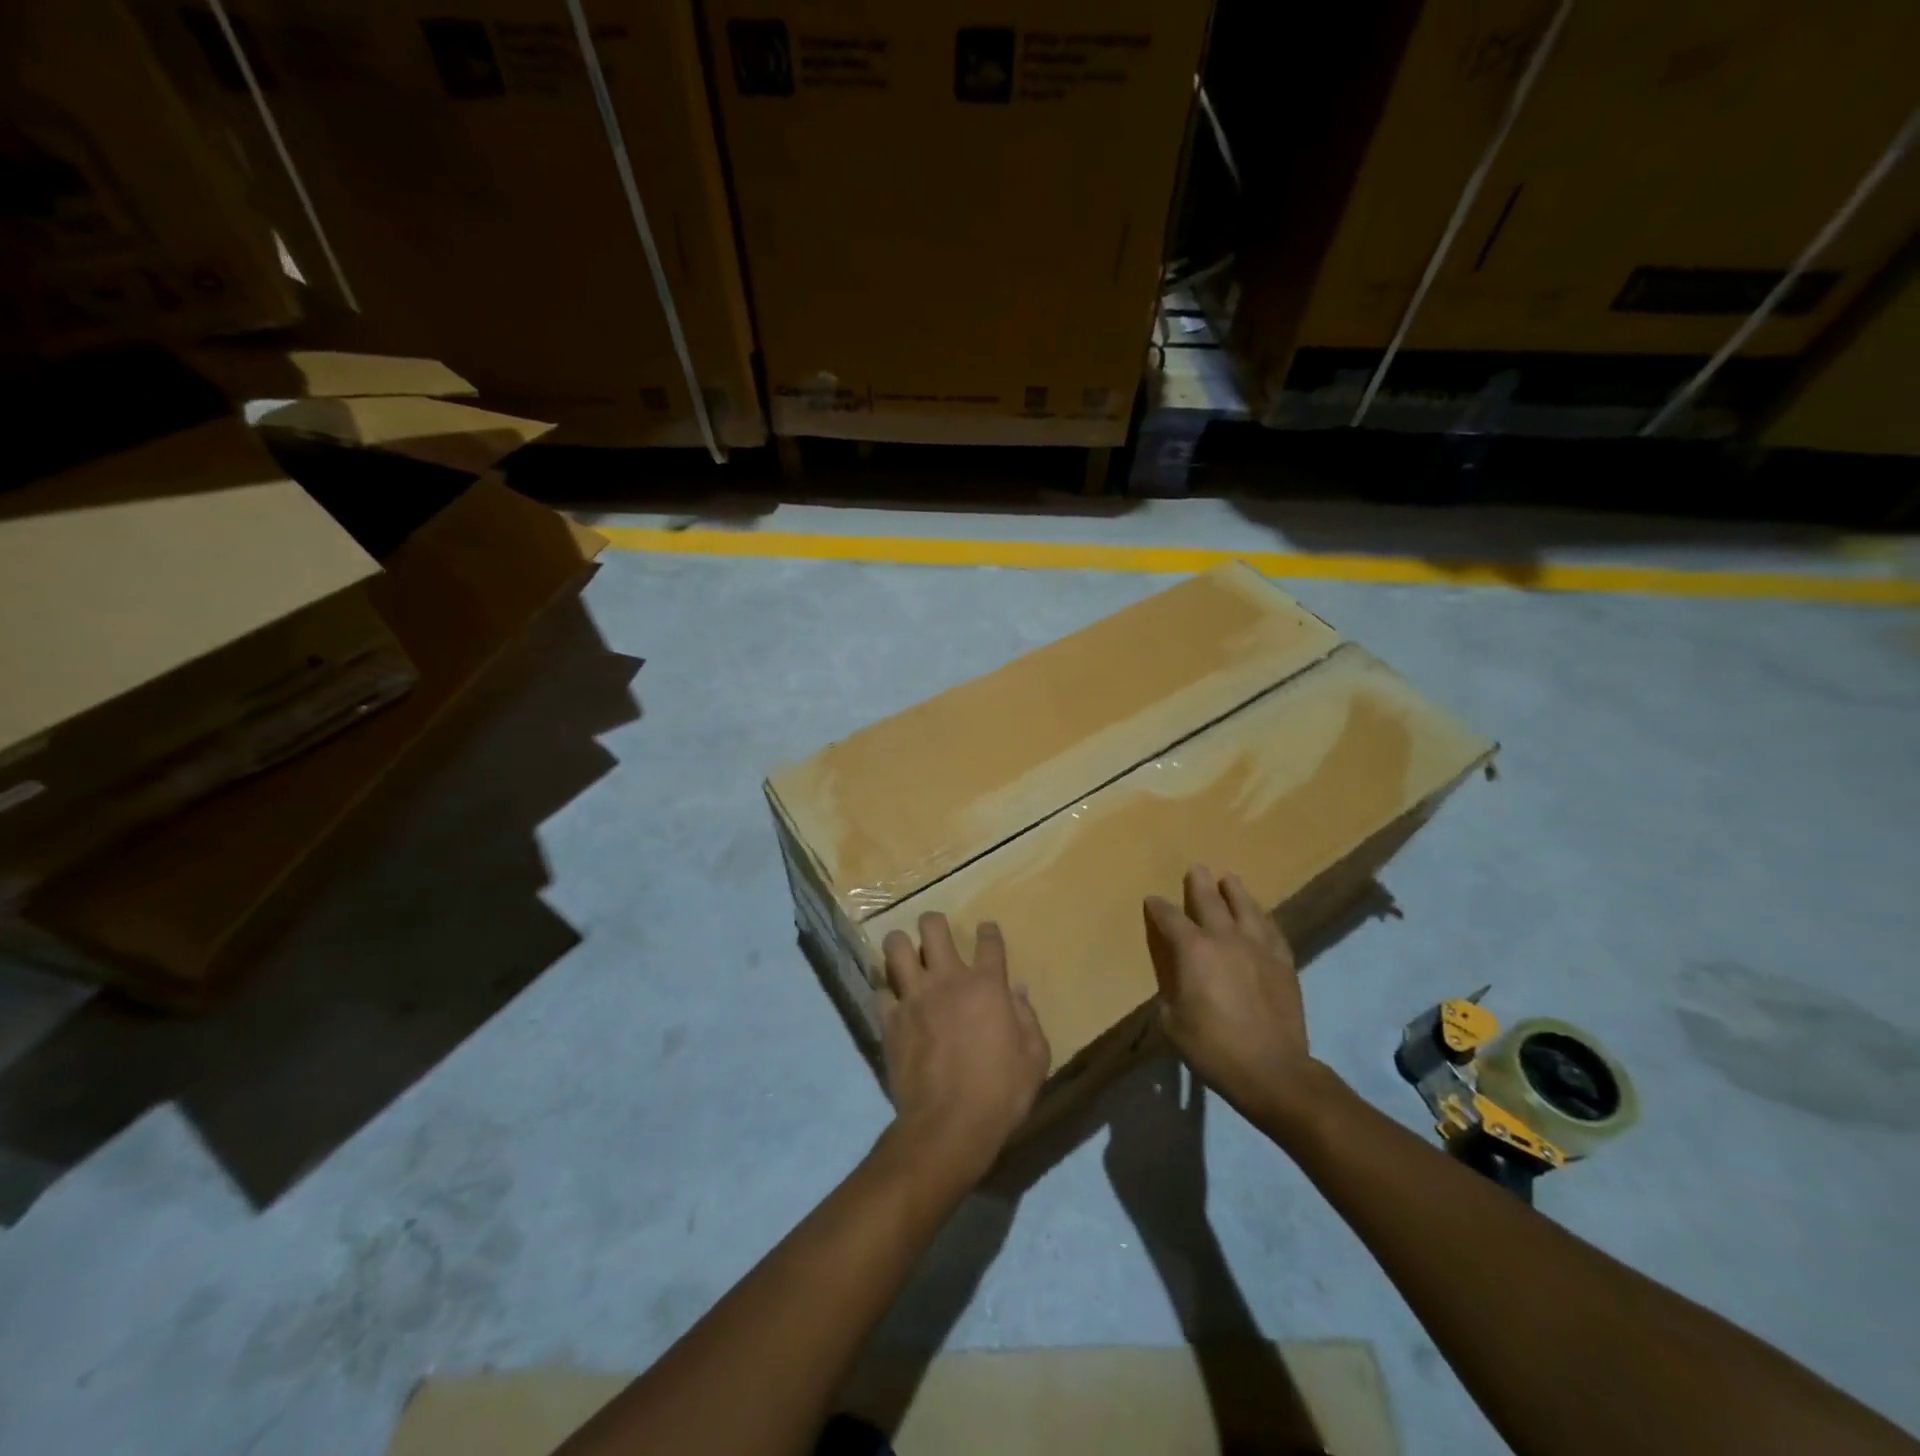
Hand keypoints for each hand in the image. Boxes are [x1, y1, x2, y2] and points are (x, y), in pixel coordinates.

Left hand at [879, 913, 1050, 1185]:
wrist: (950, 1126)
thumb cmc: (1001, 1093)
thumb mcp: (1035, 1058)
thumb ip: (1028, 1019)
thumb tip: (1018, 990)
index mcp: (987, 985)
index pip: (989, 942)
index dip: (989, 931)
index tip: (987, 929)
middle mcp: (948, 979)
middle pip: (932, 927)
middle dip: (933, 923)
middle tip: (935, 934)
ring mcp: (914, 997)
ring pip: (896, 947)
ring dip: (901, 946)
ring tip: (906, 955)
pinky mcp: (889, 1019)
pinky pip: (880, 990)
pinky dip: (886, 991)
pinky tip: (893, 1000)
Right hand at [1144, 866, 1321, 1123]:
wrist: (1271, 1070)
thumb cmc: (1212, 1047)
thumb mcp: (1172, 1021)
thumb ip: (1171, 990)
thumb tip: (1176, 979)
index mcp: (1193, 950)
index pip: (1170, 918)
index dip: (1158, 908)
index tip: (1152, 901)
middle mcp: (1225, 938)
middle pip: (1210, 900)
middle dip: (1199, 883)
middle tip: (1196, 869)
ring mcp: (1259, 948)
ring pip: (1246, 908)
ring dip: (1235, 891)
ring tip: (1229, 879)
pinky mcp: (1283, 962)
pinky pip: (1272, 930)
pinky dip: (1262, 918)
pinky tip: (1261, 916)